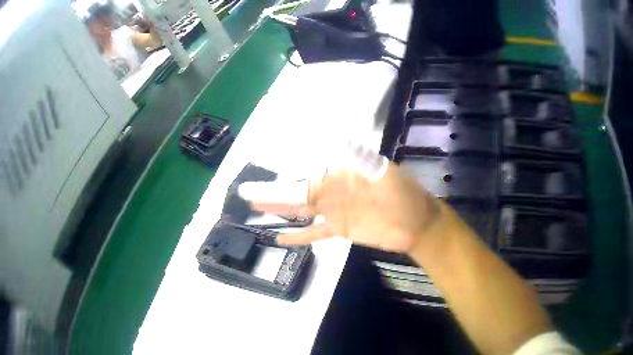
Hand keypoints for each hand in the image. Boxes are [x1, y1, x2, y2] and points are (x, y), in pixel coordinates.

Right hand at [250, 162, 440, 252]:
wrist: (417, 225)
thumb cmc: (404, 195)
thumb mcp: (383, 173)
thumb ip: (358, 158)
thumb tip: (337, 136)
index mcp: (341, 173)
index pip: (308, 169)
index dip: (285, 169)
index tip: (262, 165)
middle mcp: (333, 189)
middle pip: (298, 191)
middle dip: (273, 191)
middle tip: (246, 192)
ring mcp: (334, 211)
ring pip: (301, 211)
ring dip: (279, 210)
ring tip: (254, 210)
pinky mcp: (339, 230)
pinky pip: (315, 233)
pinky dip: (298, 236)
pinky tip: (280, 238)